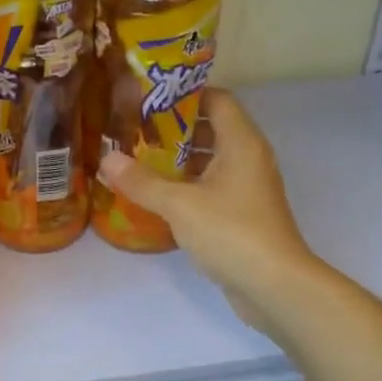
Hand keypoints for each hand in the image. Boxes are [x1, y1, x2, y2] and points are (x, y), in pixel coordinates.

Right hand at [98, 88, 323, 331]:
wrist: (274, 285)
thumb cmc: (231, 232)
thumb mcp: (179, 204)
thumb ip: (142, 181)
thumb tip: (107, 159)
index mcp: (241, 143)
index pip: (217, 99)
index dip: (184, 94)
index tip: (148, 98)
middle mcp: (249, 158)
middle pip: (212, 128)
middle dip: (174, 128)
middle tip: (135, 130)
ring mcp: (248, 188)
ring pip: (211, 160)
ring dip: (178, 159)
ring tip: (139, 160)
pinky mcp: (242, 214)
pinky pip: (212, 187)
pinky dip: (187, 185)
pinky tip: (157, 195)